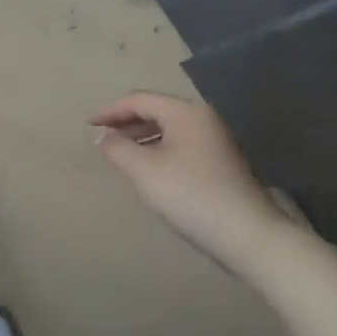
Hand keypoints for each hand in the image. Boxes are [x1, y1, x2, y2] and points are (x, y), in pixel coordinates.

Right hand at [91, 92, 288, 266]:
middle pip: (157, 110)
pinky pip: (180, 145)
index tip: (88, 125)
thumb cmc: (190, 195)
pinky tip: (148, 169)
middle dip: (126, 122)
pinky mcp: (220, 163)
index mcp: (186, 113)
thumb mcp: (144, 171)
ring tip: (120, 153)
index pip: (140, 100)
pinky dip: (158, 149)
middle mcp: (203, 119)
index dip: (111, 110)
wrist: (247, 235)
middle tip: (102, 136)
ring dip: (142, 136)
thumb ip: (117, 149)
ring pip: (170, 129)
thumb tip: (102, 137)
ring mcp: (216, 141)